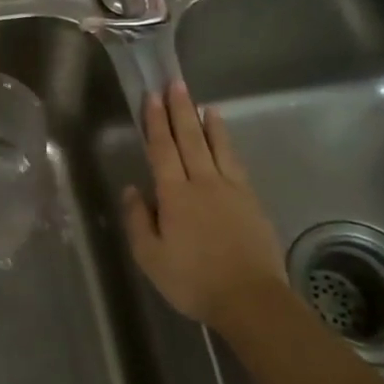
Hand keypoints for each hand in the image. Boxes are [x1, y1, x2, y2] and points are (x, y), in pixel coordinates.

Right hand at [122, 83, 286, 330]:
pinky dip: (228, 146)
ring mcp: (231, 190)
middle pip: (189, 140)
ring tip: (203, 104)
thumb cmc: (193, 280)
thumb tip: (132, 189)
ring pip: (217, 147)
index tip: (152, 96)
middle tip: (175, 84)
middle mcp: (203, 183)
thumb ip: (138, 220)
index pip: (162, 149)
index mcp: (174, 195)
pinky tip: (226, 141)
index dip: (156, 122)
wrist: (251, 299)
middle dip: (180, 110)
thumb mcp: (150, 257)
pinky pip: (236, 164)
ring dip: (207, 123)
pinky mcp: (251, 202)